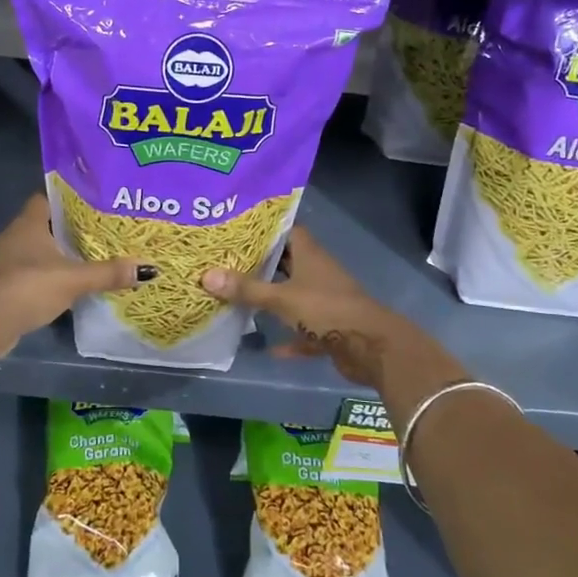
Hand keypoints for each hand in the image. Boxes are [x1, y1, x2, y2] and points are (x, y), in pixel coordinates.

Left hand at [0, 194, 151, 347]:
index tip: (87, 208)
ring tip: (78, 263)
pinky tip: (56, 289)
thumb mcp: (75, 279)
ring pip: (29, 251)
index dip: (64, 201)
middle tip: (91, 237)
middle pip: (39, 226)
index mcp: (28, 224)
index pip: (44, 199)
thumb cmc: (30, 287)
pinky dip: (37, 278)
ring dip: (49, 257)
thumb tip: (148, 269)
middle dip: (62, 231)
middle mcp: (10, 236)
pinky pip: (21, 274)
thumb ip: (108, 273)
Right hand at [201, 228, 411, 392]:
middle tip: (228, 262)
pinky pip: (304, 332)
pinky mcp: (330, 329)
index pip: (286, 230)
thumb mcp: (281, 298)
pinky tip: (271, 348)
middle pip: (287, 263)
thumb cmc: (326, 310)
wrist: (371, 348)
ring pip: (295, 296)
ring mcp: (326, 301)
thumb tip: (206, 275)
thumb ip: (246, 289)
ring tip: (241, 297)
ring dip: (274, 300)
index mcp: (309, 255)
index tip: (237, 228)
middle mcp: (318, 273)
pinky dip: (290, 339)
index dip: (264, 228)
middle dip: (261, 264)